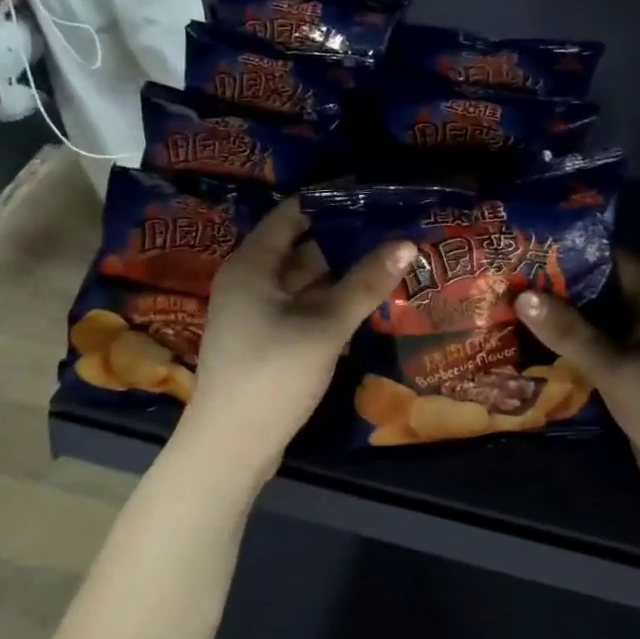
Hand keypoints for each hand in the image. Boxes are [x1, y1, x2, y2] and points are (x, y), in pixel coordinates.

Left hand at [184, 199, 414, 467]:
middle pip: (301, 249)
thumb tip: (407, 243)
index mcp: (251, 265)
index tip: (373, 194)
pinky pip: (303, 310)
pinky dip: (332, 304)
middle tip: (393, 229)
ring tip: (390, 262)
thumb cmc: (273, 374)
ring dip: (343, 276)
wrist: (232, 445)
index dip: (331, 200)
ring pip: (305, 283)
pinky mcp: (267, 342)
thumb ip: (365, 285)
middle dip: (346, 240)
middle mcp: (249, 281)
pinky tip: (367, 304)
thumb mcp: (324, 326)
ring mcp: (256, 314)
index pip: (292, 214)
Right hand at [515, 253, 639, 511]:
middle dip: (557, 292)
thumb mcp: (617, 368)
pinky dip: (570, 351)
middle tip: (507, 285)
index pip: (613, 262)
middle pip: (601, 293)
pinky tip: (531, 350)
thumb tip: (522, 295)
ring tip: (509, 312)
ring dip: (560, 324)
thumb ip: (569, 332)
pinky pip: (598, 353)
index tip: (524, 254)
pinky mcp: (636, 377)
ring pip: (596, 326)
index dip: (569, 256)